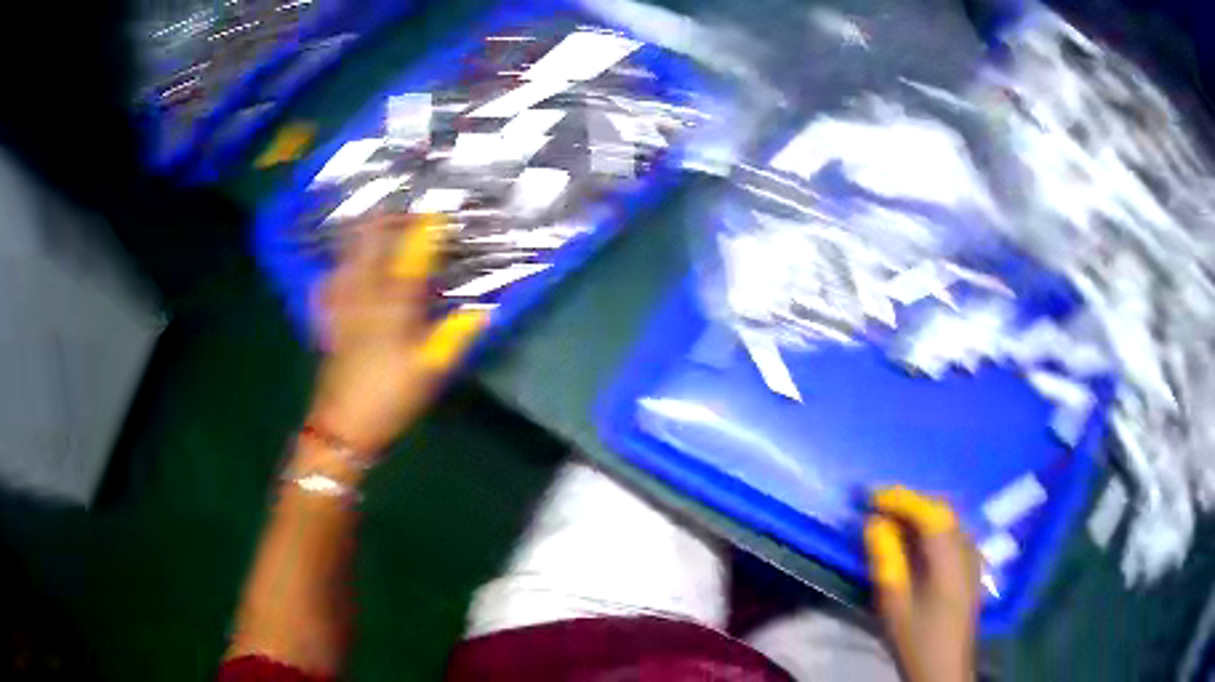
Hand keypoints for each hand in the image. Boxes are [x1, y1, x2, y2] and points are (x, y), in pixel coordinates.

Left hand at [307, 214, 486, 454]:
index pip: (410, 259)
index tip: (436, 215)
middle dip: (384, 221)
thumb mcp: (430, 372)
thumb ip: (455, 337)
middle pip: (368, 246)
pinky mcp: (327, 320)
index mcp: (392, 309)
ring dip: (359, 236)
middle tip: (401, 211)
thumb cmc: (390, 399)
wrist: (342, 428)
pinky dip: (337, 268)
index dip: (424, 233)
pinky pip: (328, 283)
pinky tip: (339, 267)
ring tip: (372, 224)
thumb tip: (484, 311)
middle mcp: (363, 298)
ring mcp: (341, 307)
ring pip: (346, 257)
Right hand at [865, 487, 979, 681]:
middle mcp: (966, 546)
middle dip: (909, 502)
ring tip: (891, 519)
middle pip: (941, 510)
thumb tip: (874, 523)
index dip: (899, 498)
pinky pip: (952, 532)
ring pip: (948, 519)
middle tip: (877, 506)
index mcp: (949, 555)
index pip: (927, 511)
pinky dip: (931, 527)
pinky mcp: (971, 565)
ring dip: (920, 513)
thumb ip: (886, 559)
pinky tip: (915, 540)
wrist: (945, 667)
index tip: (869, 496)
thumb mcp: (894, 602)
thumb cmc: (916, 637)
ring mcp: (972, 555)